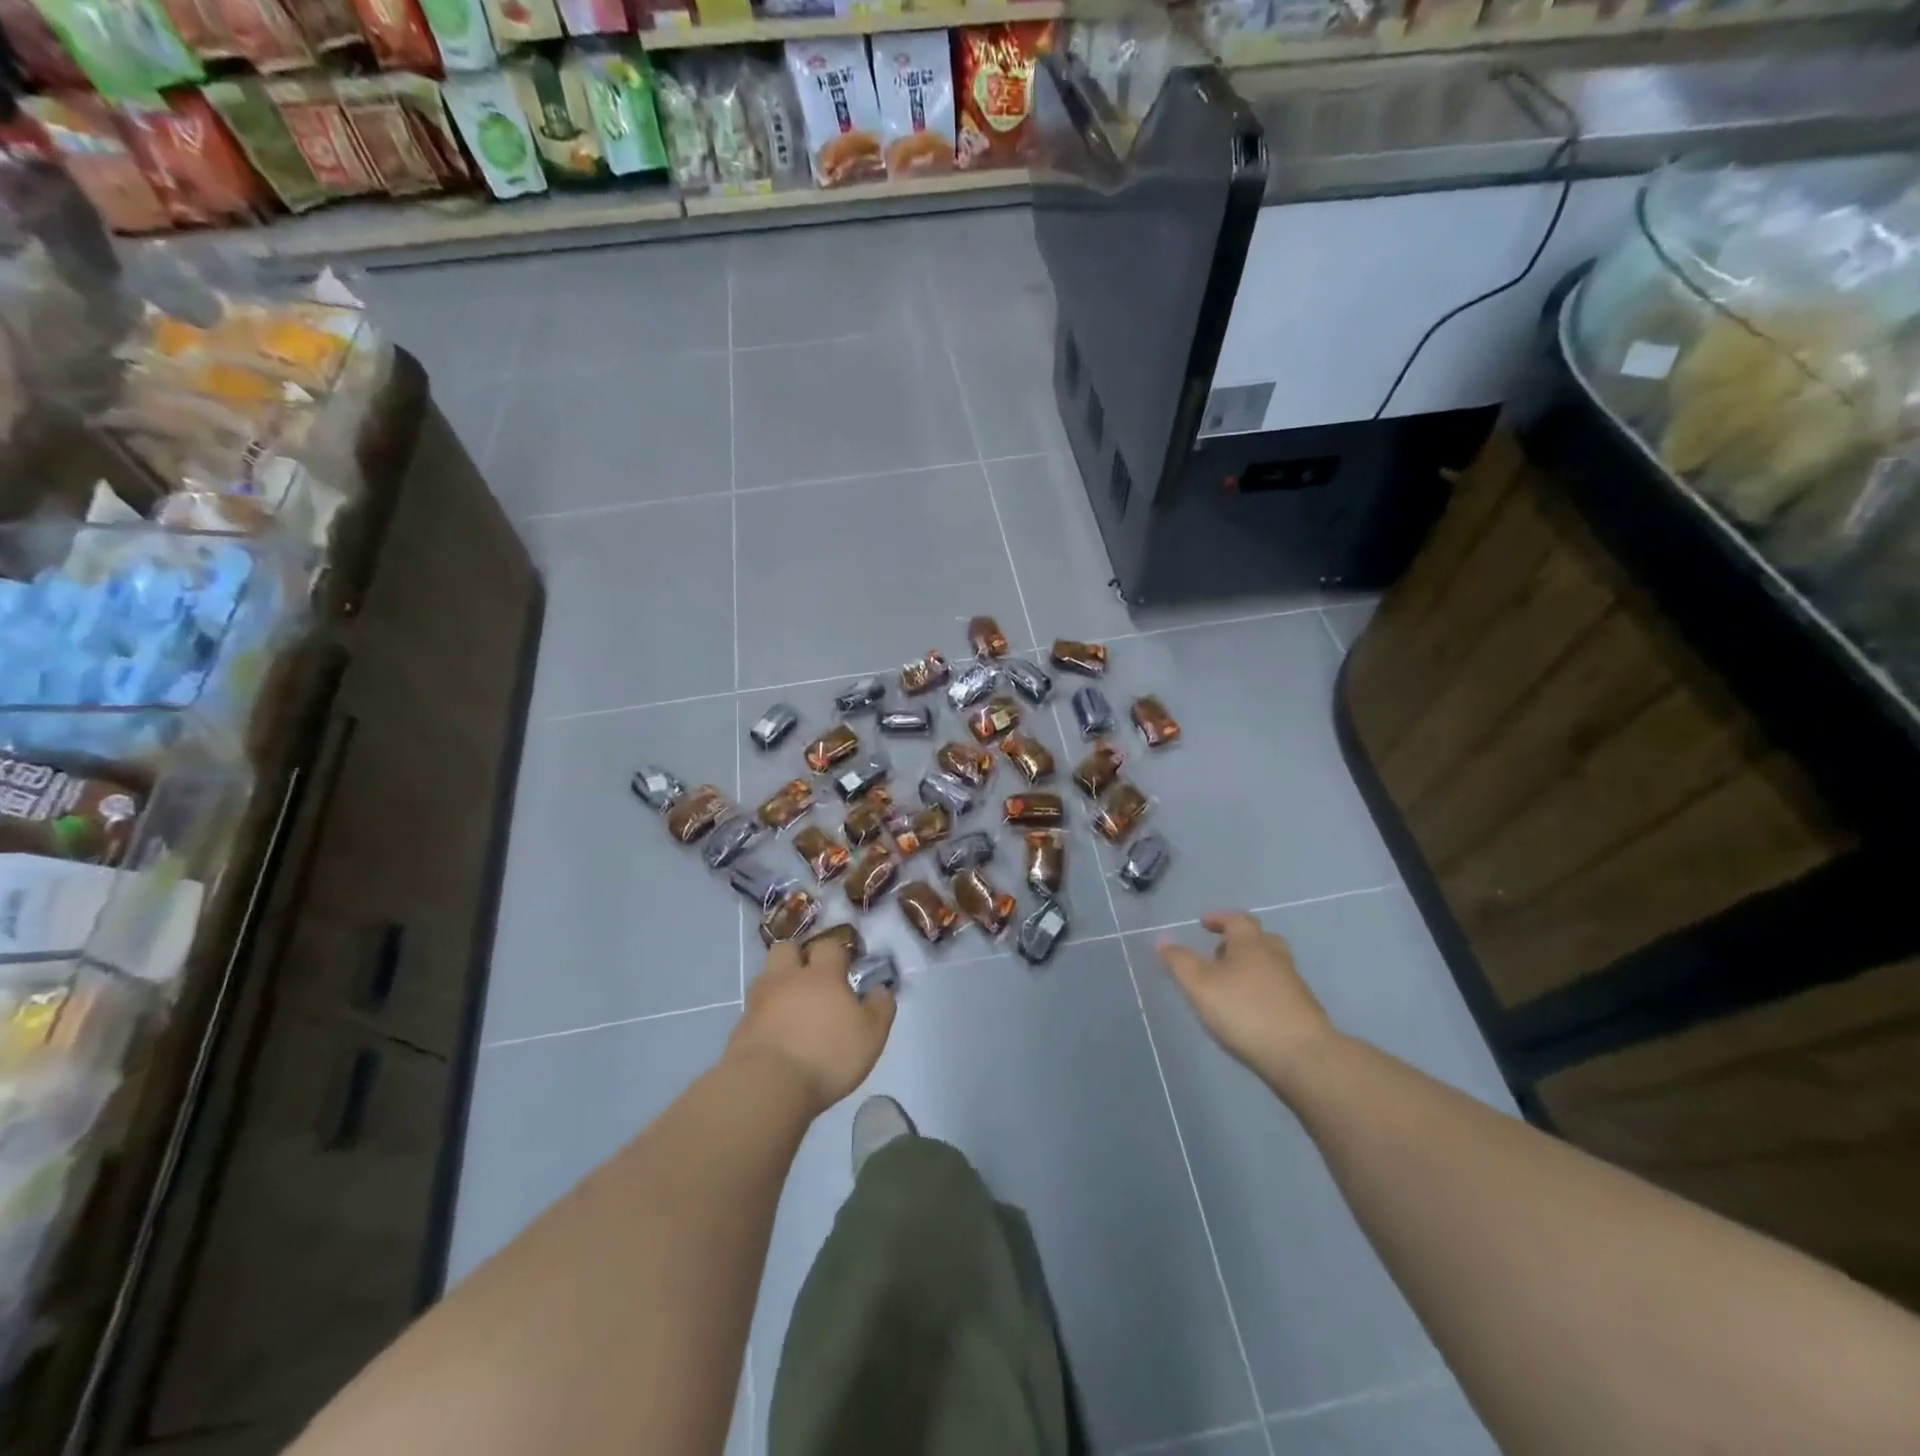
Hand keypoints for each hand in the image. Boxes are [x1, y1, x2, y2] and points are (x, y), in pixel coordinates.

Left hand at [726, 938, 894, 1116]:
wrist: (767, 1086)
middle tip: (810, 977)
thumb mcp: (871, 1036)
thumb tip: (880, 989)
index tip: (844, 967)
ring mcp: (759, 1001)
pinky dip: (764, 1014)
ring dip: (777, 983)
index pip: (828, 946)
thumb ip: (880, 1008)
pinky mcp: (741, 1026)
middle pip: (786, 948)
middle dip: (797, 956)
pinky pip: (753, 1008)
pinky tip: (774, 1033)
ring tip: (791, 1005)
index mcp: (822, 975)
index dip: (836, 952)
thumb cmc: (827, 1056)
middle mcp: (787, 979)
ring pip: (766, 976)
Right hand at [1156, 912, 1338, 1085]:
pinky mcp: (1302, 1012)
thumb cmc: (1245, 1012)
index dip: (1219, 918)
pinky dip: (1261, 992)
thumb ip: (1179, 962)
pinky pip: (1278, 990)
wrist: (1303, 1057)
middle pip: (1260, 939)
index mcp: (1252, 944)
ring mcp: (1293, 985)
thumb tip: (1163, 940)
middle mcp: (1276, 958)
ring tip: (1229, 986)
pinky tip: (1248, 1012)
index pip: (1237, 919)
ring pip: (1270, 966)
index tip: (1204, 924)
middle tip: (1218, 953)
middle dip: (1238, 942)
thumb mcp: (1200, 985)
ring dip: (1250, 968)